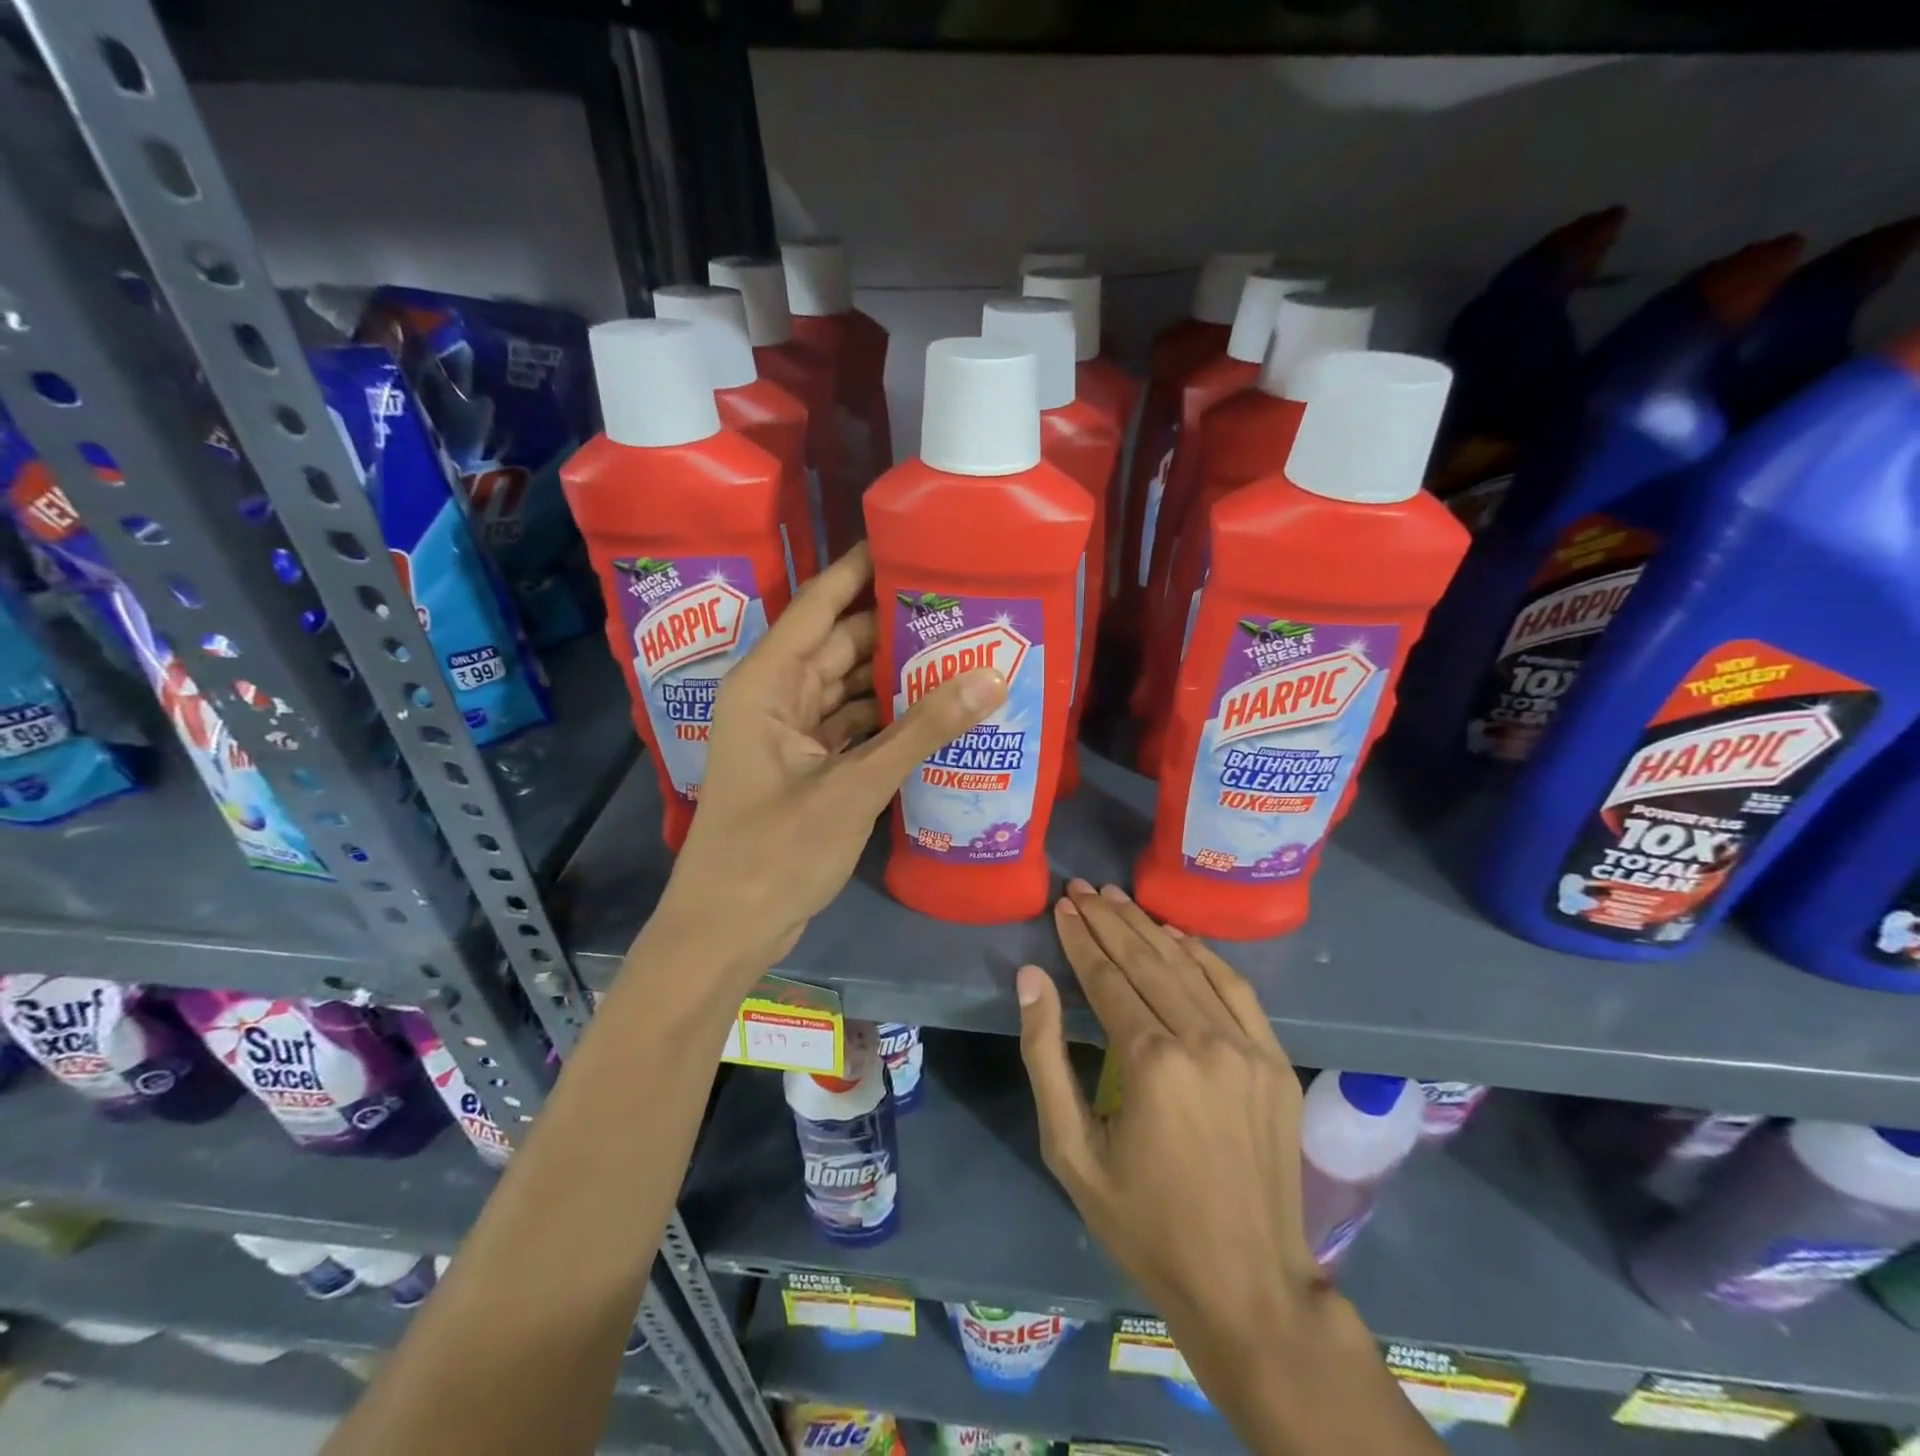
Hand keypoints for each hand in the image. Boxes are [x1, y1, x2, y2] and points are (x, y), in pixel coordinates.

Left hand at [650, 545, 1005, 982]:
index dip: (862, 569)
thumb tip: (991, 677)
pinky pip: (854, 724)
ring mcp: (792, 734)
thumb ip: (922, 731)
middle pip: (842, 643)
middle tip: (962, 606)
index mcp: (767, 683)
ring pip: (851, 686)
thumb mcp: (853, 787)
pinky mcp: (809, 767)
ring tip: (962, 651)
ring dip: (898, 675)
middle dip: (897, 626)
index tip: (913, 541)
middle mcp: (777, 697)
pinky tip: (937, 711)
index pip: (820, 604)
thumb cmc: (773, 854)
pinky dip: (890, 718)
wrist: (727, 932)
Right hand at [1016, 881, 1320, 1367]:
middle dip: (1109, 920)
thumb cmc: (1145, 1223)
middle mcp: (1203, 1041)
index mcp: (1152, 1062)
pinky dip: (1204, 955)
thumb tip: (1031, 978)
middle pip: (1147, 961)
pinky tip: (1178, 935)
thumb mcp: (1070, 1150)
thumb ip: (1046, 1056)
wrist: (1248, 1288)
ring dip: (1149, 928)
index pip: (1107, 978)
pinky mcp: (1275, 1061)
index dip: (1080, 939)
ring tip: (1118, 898)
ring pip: (1189, 966)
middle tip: (1083, 888)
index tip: (1062, 906)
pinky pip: (1236, 989)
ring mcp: (1248, 1048)